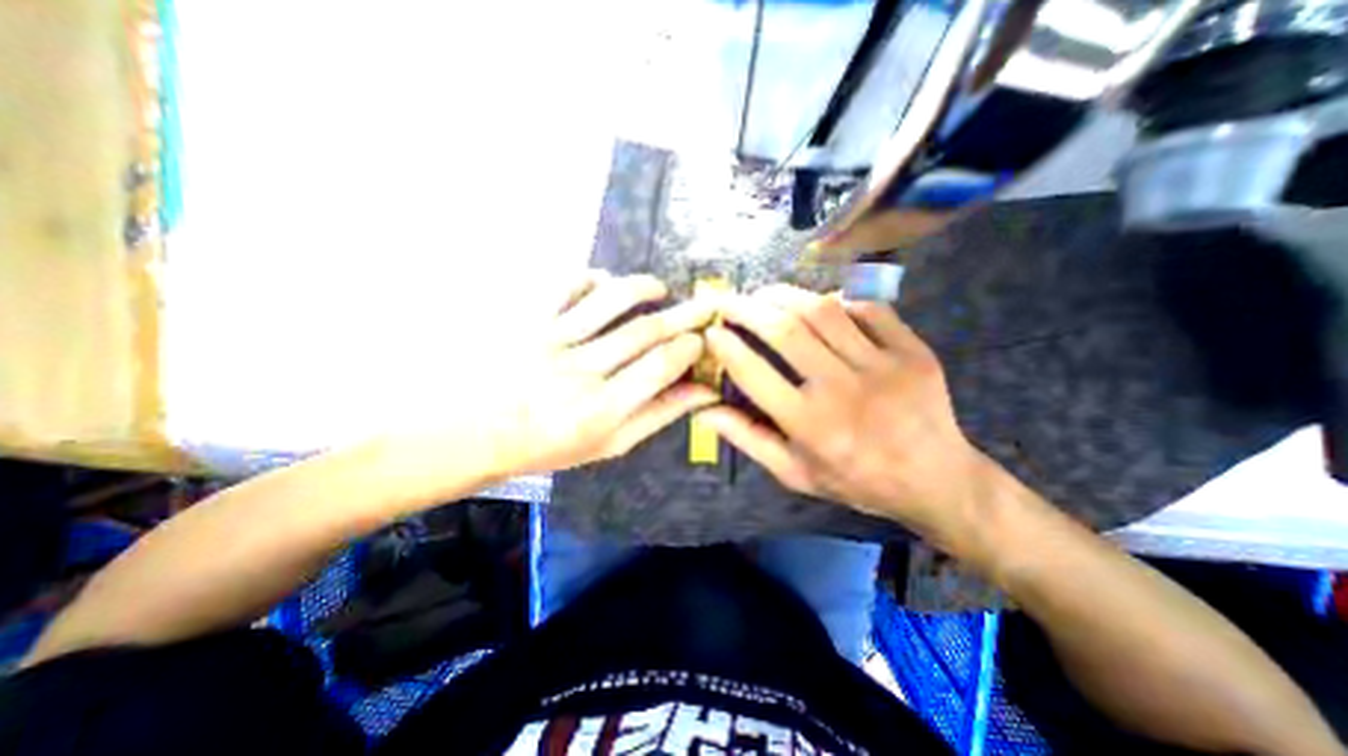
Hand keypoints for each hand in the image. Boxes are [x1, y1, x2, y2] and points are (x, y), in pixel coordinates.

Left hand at [492, 268, 725, 470]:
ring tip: (660, 288)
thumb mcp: (609, 444)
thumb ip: (658, 415)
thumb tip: (705, 392)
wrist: (472, 433)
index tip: (701, 339)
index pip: (660, 366)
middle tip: (704, 304)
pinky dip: (593, 279)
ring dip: (643, 287)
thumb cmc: (547, 446)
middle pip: (644, 330)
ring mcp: (549, 340)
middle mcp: (578, 373)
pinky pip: (566, 285)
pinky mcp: (525, 319)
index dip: (689, 347)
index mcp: (600, 411)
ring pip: (611, 299)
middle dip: (684, 314)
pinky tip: (604, 285)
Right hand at [700, 286, 986, 539]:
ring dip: (785, 296)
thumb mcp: (794, 473)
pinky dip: (838, 300)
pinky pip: (868, 309)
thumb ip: (749, 438)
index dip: (725, 346)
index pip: (753, 373)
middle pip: (785, 331)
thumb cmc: (856, 480)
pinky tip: (820, 304)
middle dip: (747, 308)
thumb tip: (704, 411)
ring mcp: (883, 366)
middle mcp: (843, 390)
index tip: (710, 331)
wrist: (936, 480)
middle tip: (728, 300)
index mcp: (810, 425)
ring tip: (765, 294)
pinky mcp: (913, 351)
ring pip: (823, 311)